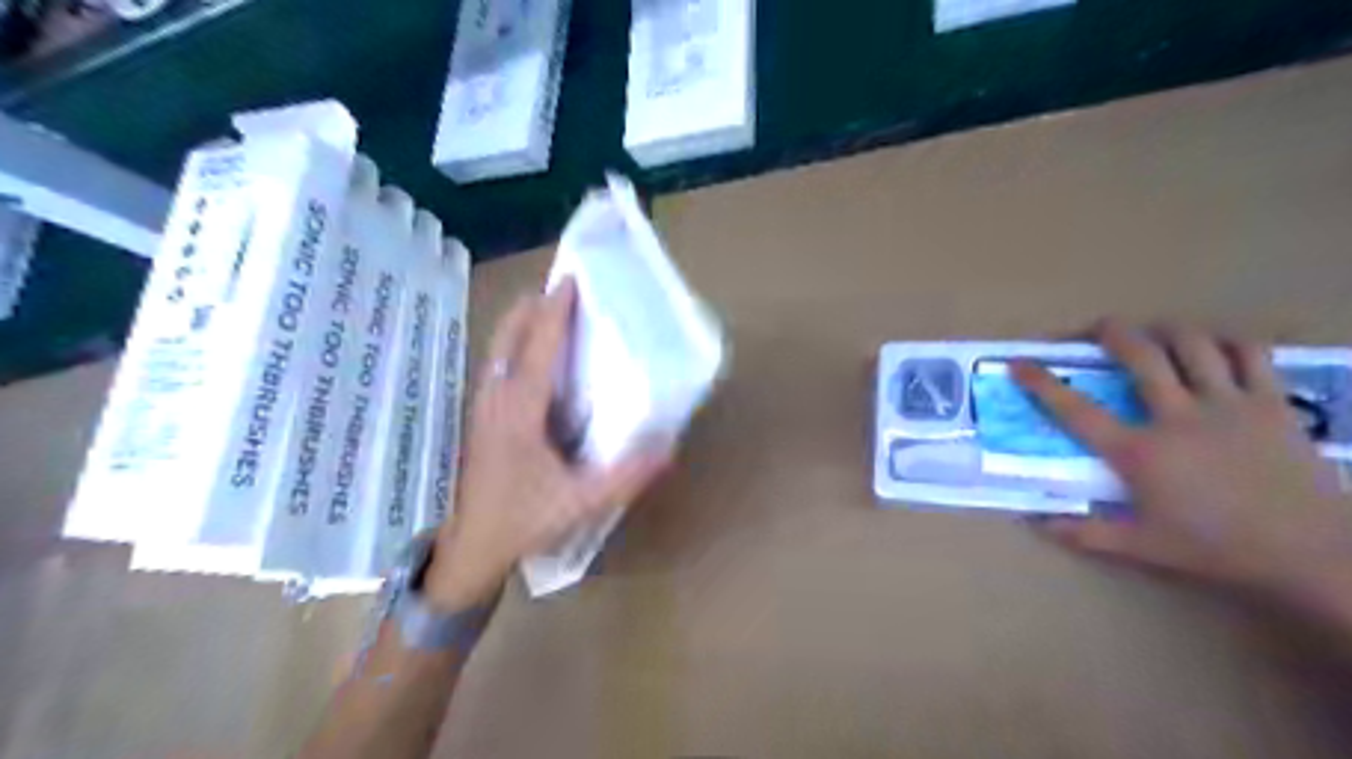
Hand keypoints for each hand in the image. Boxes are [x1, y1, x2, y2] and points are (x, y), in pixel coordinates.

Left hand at [423, 280, 672, 610]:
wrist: (469, 547)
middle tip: (565, 288)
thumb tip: (668, 447)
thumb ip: (626, 477)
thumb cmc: (522, 522)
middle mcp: (495, 397)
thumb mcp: (580, 503)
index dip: (555, 311)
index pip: (539, 347)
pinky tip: (535, 355)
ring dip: (523, 322)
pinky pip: (497, 364)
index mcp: (519, 411)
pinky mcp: (479, 415)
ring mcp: (481, 405)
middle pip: (509, 335)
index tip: (571, 279)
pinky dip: (516, 343)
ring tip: (552, 310)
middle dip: (534, 305)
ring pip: (498, 347)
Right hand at [1015, 323, 1350, 606]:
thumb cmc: (1217, 549)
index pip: (1076, 410)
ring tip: (1154, 333)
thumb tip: (1035, 524)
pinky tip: (1216, 347)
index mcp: (1139, 452)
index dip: (1042, 383)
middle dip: (1109, 332)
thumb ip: (1085, 532)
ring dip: (1165, 331)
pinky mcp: (1271, 403)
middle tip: (1094, 330)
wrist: (1311, 555)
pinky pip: (1250, 354)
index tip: (1019, 362)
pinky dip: (1228, 343)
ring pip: (1193, 344)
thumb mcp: (1143, 547)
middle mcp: (1177, 417)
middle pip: (1139, 355)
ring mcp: (1227, 405)